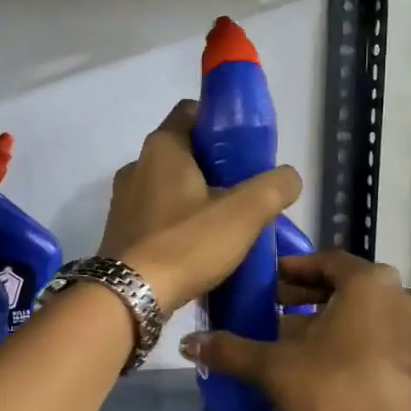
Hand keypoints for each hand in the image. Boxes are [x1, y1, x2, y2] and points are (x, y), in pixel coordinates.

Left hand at [99, 100, 301, 314]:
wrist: (129, 298)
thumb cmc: (186, 244)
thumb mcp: (245, 213)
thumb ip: (274, 187)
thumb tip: (288, 178)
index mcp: (162, 148)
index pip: (192, 112)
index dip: (221, 124)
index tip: (246, 150)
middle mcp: (136, 166)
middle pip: (184, 153)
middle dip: (216, 168)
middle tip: (246, 192)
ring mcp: (124, 201)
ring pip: (170, 187)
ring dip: (197, 199)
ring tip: (227, 225)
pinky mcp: (121, 233)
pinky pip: (157, 217)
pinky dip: (179, 224)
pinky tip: (200, 248)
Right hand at [180, 250, 410, 410]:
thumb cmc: (333, 392)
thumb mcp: (274, 367)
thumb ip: (231, 349)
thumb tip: (187, 341)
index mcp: (370, 282)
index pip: (325, 261)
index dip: (291, 270)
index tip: (263, 282)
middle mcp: (400, 297)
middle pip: (344, 287)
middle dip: (305, 298)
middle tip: (268, 310)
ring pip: (362, 314)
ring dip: (326, 321)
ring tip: (287, 339)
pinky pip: (377, 337)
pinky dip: (349, 341)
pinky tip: (318, 365)